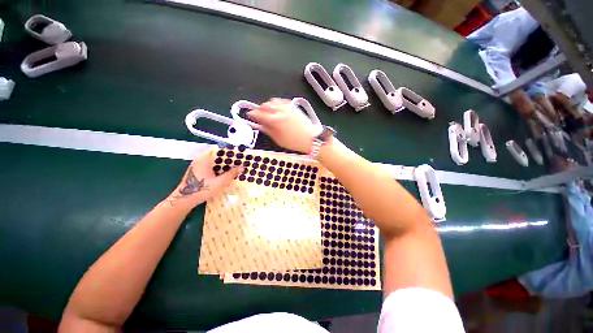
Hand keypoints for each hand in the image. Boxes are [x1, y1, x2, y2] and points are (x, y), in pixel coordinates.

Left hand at [167, 148, 241, 206]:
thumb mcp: (221, 182)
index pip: (217, 149)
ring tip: (233, 167)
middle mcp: (199, 159)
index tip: (237, 153)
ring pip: (211, 161)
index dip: (228, 150)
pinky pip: (208, 166)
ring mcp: (196, 165)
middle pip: (215, 155)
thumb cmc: (203, 189)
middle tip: (237, 161)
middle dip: (226, 158)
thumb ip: (232, 174)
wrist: (184, 200)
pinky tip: (223, 174)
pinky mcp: (196, 172)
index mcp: (204, 158)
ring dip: (222, 164)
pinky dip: (216, 168)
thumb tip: (242, 167)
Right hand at [248, 98, 320, 153]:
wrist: (310, 138)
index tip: (249, 115)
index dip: (252, 114)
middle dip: (259, 109)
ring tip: (268, 112)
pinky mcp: (293, 106)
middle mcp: (280, 111)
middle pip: (264, 105)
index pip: (259, 114)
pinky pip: (281, 101)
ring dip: (267, 105)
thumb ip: (267, 130)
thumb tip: (259, 125)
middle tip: (259, 115)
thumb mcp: (278, 139)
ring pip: (272, 101)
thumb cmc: (294, 141)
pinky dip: (277, 103)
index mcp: (274, 120)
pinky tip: (277, 108)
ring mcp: (287, 107)